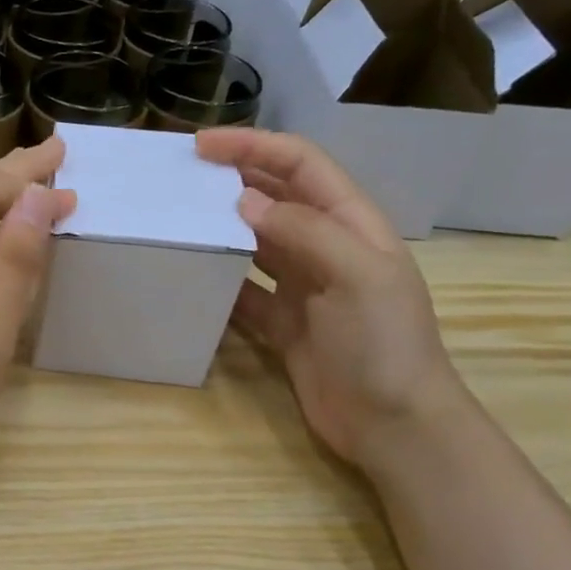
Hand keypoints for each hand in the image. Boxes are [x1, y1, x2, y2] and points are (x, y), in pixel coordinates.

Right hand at [197, 129, 471, 468]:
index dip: (254, 147)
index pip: (300, 165)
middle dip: (233, 179)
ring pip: (256, 242)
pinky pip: (244, 291)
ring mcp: (303, 287)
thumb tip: (244, 202)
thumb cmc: (383, 343)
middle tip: (181, 178)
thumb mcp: (356, 275)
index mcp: (351, 224)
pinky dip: (220, 281)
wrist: (392, 423)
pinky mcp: (283, 324)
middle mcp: (326, 248)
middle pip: (275, 198)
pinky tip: (191, 275)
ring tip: (178, 219)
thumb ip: (303, 231)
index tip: (202, 146)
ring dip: (223, 227)